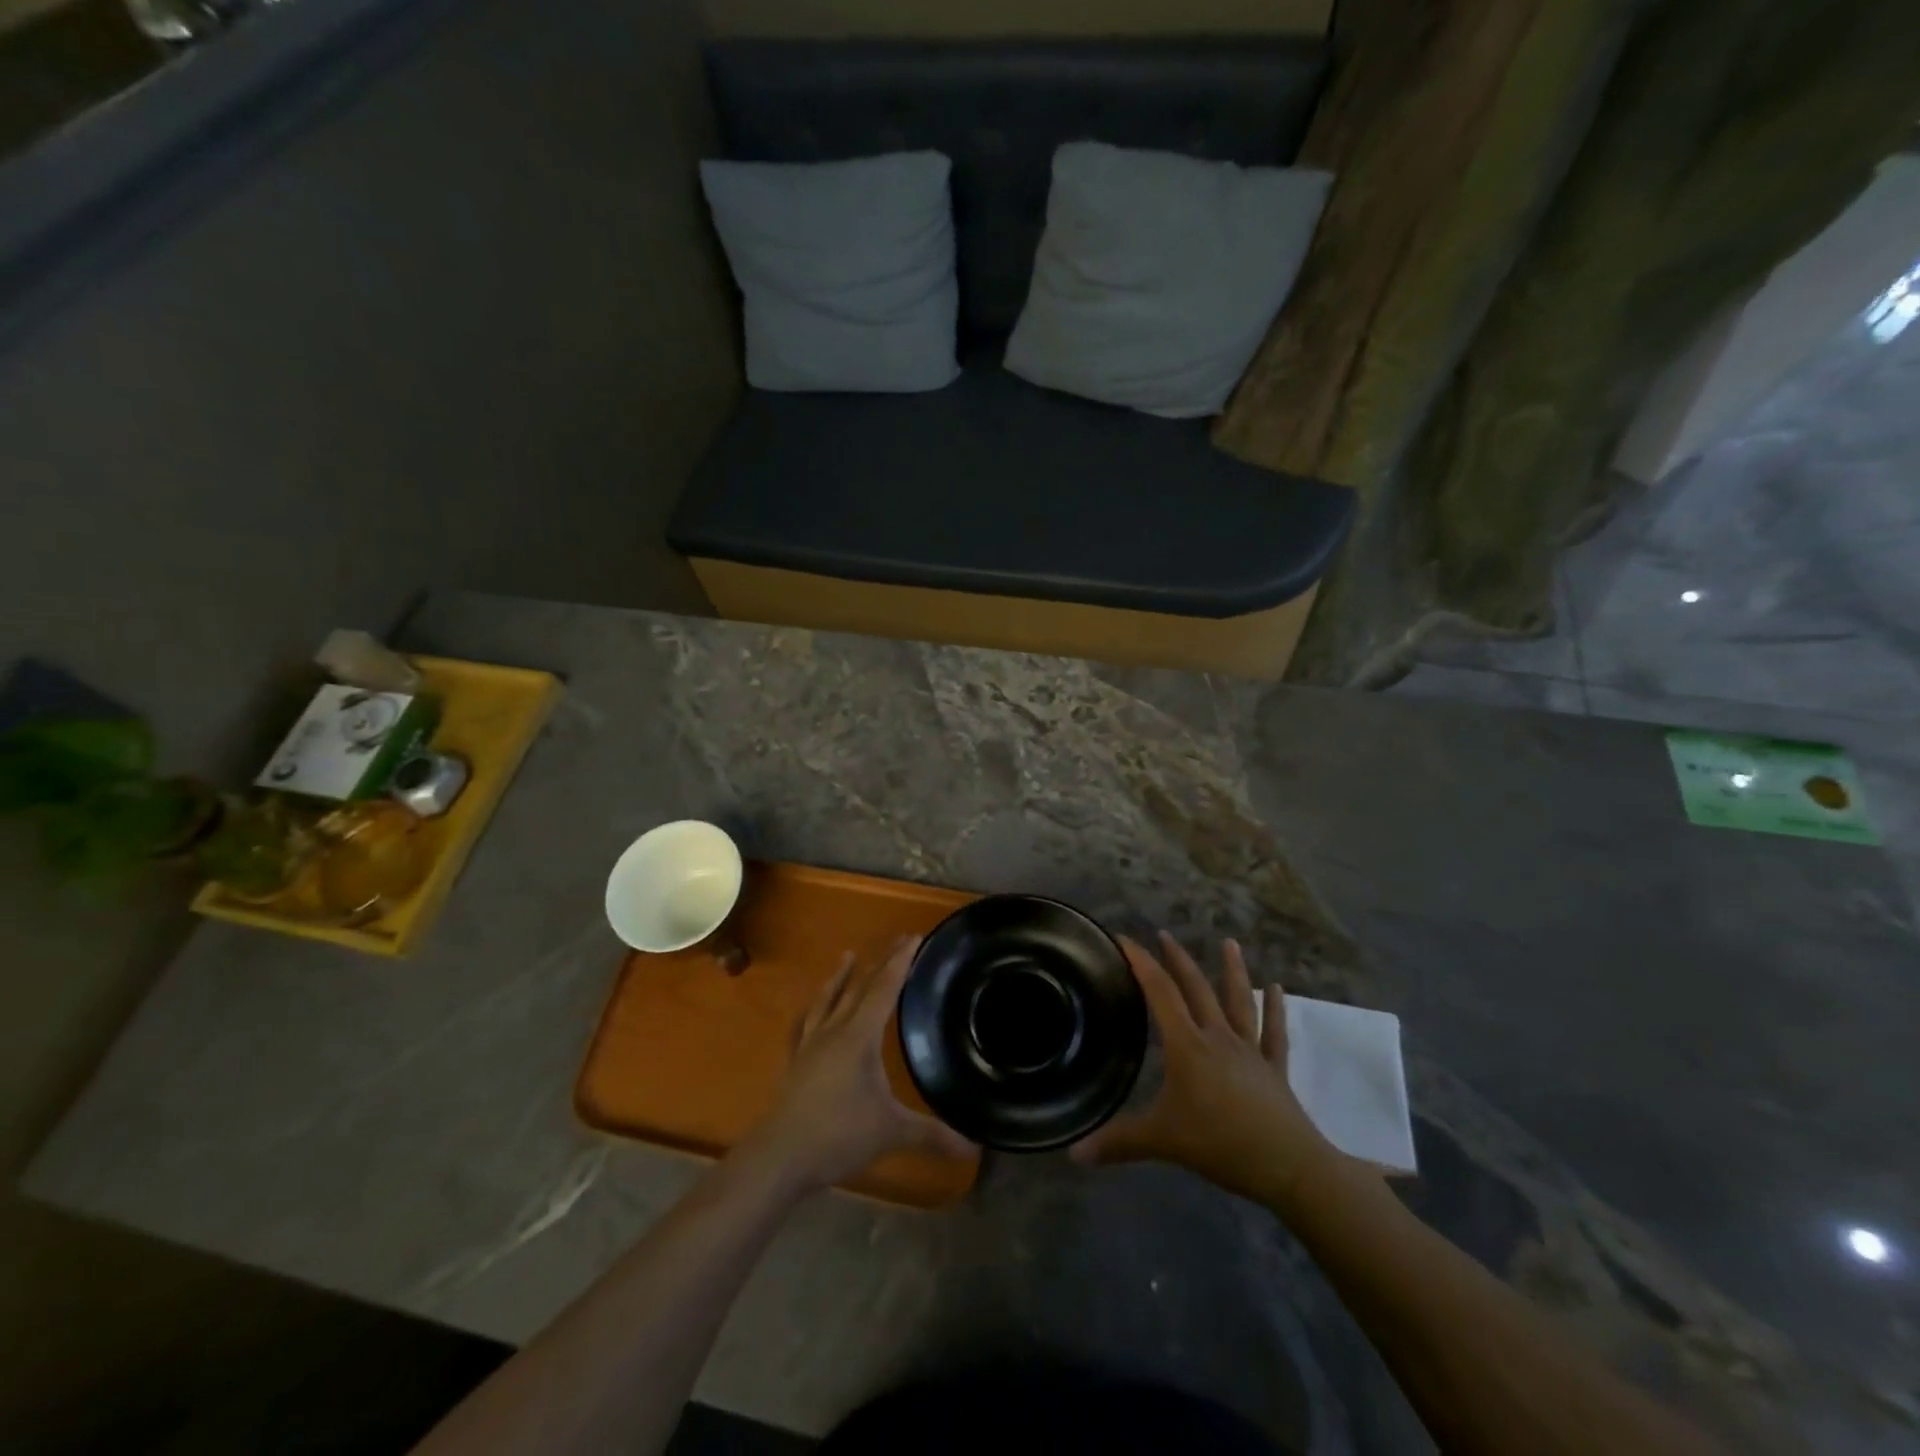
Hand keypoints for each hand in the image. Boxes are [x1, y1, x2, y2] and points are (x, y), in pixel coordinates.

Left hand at [741, 936, 971, 1192]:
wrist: (780, 1156)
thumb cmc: (838, 1135)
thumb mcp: (891, 1132)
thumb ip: (932, 1135)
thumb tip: (975, 1147)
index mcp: (860, 1036)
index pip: (884, 988)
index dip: (900, 962)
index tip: (913, 937)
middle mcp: (834, 1030)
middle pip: (859, 987)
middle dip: (880, 962)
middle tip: (898, 941)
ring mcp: (810, 1044)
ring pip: (827, 999)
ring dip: (840, 977)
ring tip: (847, 955)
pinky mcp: (795, 1062)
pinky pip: (804, 1025)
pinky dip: (811, 1010)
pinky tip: (809, 1009)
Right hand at [1072, 931, 1345, 1206]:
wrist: (1288, 1165)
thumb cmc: (1221, 1144)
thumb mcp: (1162, 1141)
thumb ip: (1118, 1142)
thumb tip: (1073, 1153)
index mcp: (1187, 1045)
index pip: (1159, 992)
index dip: (1140, 962)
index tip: (1124, 939)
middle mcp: (1217, 1037)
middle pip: (1196, 988)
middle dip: (1178, 959)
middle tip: (1165, 934)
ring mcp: (1249, 1050)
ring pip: (1239, 1001)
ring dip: (1233, 970)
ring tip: (1230, 942)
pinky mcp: (1274, 1068)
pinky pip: (1274, 1032)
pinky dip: (1276, 1009)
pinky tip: (1278, 988)